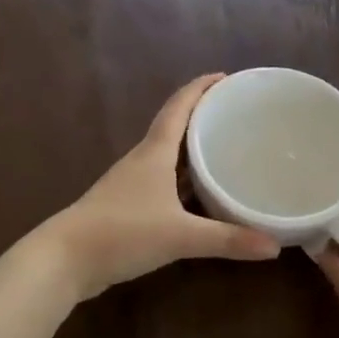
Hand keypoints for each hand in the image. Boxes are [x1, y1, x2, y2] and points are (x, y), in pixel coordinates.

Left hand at [36, 74, 280, 300]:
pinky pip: (162, 183)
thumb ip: (227, 239)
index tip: (225, 77)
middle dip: (203, 117)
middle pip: (174, 127)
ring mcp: (131, 184)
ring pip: (168, 157)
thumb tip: (274, 246)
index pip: (179, 107)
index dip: (200, 88)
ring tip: (225, 150)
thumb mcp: (180, 236)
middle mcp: (142, 161)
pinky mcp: (126, 207)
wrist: (64, 260)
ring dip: (192, 150)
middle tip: (236, 115)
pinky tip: (200, 196)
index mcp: (154, 153)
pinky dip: (183, 181)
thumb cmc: (121, 233)